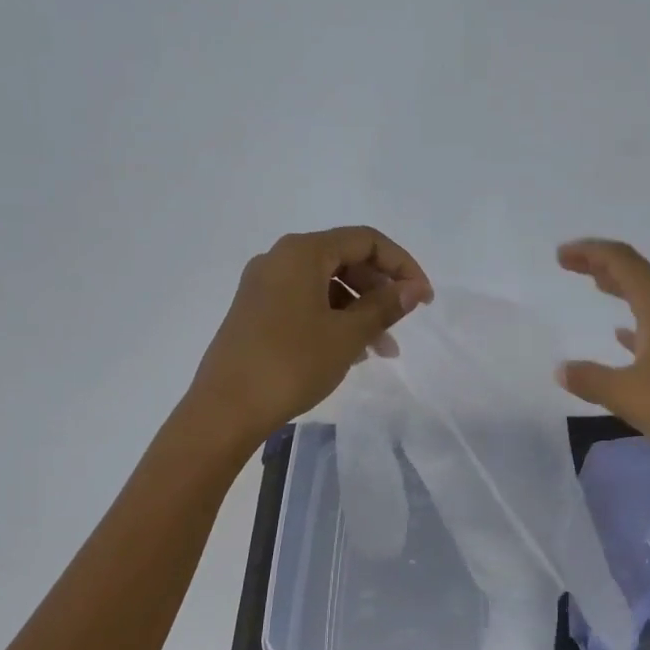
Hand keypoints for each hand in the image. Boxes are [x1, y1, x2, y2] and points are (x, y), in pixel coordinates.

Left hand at [186, 227, 432, 447]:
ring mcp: (264, 285)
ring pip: (326, 285)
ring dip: (359, 310)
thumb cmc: (291, 364)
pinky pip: (306, 302)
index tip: (423, 298)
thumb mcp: (347, 335)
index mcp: (302, 252)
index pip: (366, 240)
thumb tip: (414, 288)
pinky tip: (351, 352)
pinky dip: (334, 319)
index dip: (402, 264)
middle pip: (345, 259)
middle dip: (380, 290)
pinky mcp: (256, 311)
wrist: (225, 409)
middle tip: (402, 325)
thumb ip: (384, 306)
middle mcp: (279, 259)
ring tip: (381, 350)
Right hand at [555, 238, 649, 477]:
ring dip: (622, 290)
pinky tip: (624, 337)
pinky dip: (638, 322)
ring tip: (598, 288)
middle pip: (639, 274)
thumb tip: (562, 369)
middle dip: (603, 265)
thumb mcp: (624, 393)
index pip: (622, 261)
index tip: (561, 256)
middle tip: (572, 265)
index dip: (590, 252)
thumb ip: (589, 378)